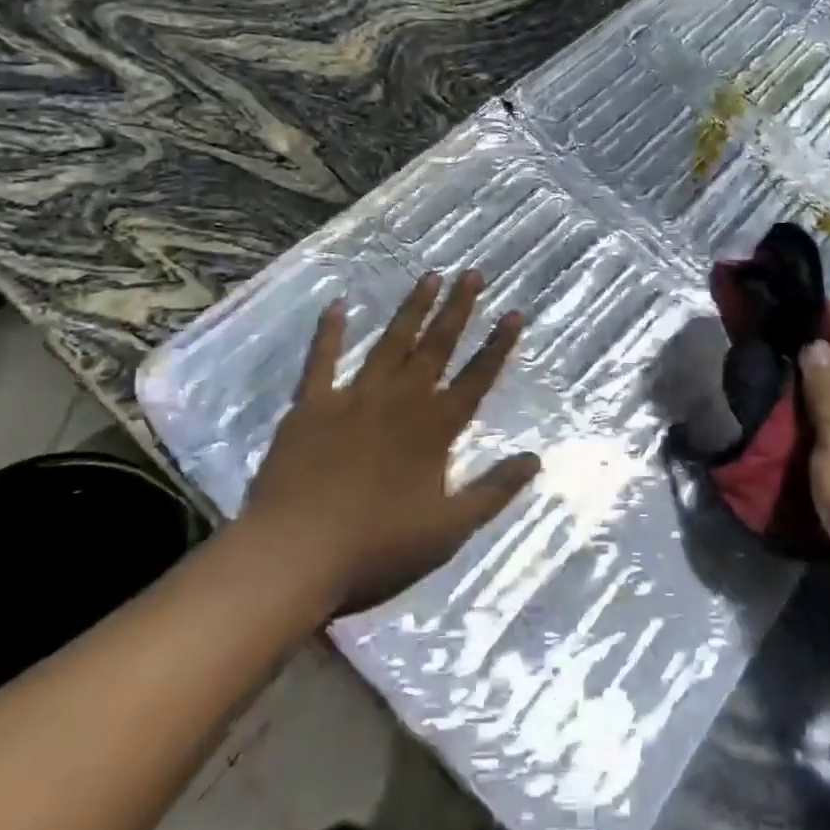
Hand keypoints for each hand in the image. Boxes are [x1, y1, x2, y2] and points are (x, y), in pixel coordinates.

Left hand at [240, 271, 539, 616]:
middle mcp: (400, 401)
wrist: (294, 556)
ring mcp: (354, 398)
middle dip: (458, 309)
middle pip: (436, 347)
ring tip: (429, 276)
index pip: (477, 378)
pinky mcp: (312, 407)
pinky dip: (329, 333)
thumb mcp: (449, 529)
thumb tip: (535, 459)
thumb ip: (494, 491)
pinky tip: (337, 306)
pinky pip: (322, 361)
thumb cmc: (378, 548)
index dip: (498, 346)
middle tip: (472, 273)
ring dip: (411, 309)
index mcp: (434, 428)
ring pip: (390, 343)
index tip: (514, 312)